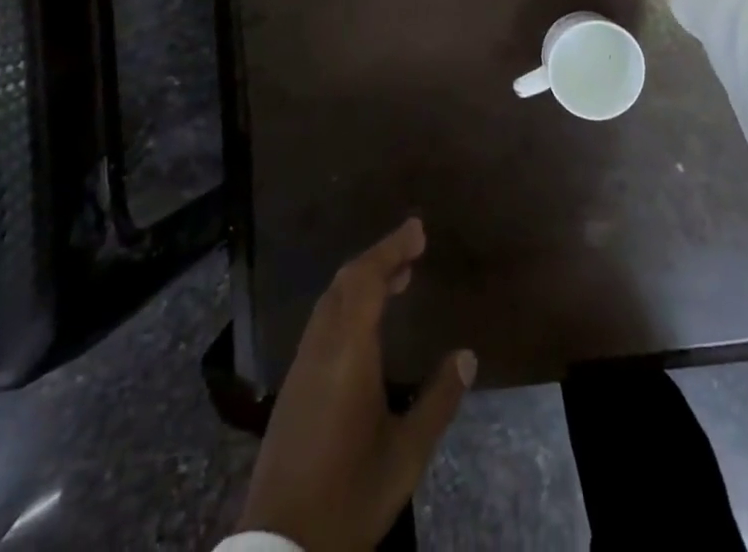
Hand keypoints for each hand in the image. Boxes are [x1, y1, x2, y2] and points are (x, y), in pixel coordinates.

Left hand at [236, 219, 474, 551]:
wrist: (281, 547)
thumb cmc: (349, 495)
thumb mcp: (406, 455)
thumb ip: (438, 401)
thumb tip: (467, 357)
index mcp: (348, 352)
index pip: (367, 278)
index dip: (392, 247)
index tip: (417, 228)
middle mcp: (321, 346)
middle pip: (346, 281)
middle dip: (379, 257)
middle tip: (413, 248)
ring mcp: (302, 365)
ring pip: (331, 300)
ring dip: (362, 279)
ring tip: (397, 278)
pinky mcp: (293, 386)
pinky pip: (323, 321)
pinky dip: (348, 302)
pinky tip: (365, 322)